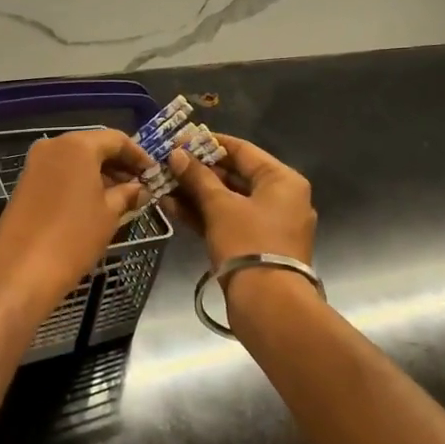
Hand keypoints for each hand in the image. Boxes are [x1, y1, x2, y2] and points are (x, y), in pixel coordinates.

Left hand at [0, 129, 154, 318]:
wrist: (21, 271)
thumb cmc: (73, 237)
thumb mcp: (109, 214)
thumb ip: (127, 194)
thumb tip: (140, 188)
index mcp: (77, 145)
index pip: (116, 139)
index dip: (138, 155)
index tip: (153, 173)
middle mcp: (53, 146)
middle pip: (93, 146)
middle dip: (118, 164)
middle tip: (139, 185)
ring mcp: (35, 164)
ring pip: (75, 160)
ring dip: (99, 174)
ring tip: (121, 197)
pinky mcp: (25, 183)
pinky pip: (60, 173)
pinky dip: (79, 182)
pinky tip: (95, 203)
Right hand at [165, 134, 316, 269]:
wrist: (268, 304)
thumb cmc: (248, 243)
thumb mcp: (220, 206)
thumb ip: (198, 178)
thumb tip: (176, 155)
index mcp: (282, 180)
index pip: (242, 150)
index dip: (209, 143)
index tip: (179, 139)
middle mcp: (281, 198)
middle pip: (234, 175)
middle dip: (198, 171)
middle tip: (166, 163)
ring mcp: (268, 224)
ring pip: (228, 200)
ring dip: (195, 193)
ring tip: (162, 184)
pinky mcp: (255, 246)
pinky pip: (227, 221)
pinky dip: (203, 214)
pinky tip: (171, 207)